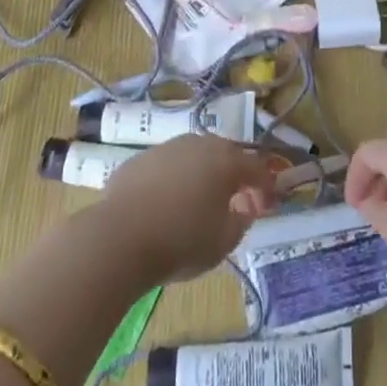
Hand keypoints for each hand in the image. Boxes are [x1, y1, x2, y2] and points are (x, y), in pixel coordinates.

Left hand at [98, 135, 277, 283]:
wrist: (119, 237)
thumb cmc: (181, 240)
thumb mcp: (223, 241)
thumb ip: (241, 220)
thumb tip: (244, 207)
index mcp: (226, 160)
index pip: (257, 168)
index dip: (266, 187)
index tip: (267, 206)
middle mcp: (199, 143)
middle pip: (226, 156)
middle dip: (234, 177)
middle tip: (235, 204)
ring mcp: (167, 147)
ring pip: (194, 157)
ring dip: (203, 176)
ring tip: (199, 204)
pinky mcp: (140, 159)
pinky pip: (167, 167)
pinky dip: (174, 181)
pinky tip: (166, 206)